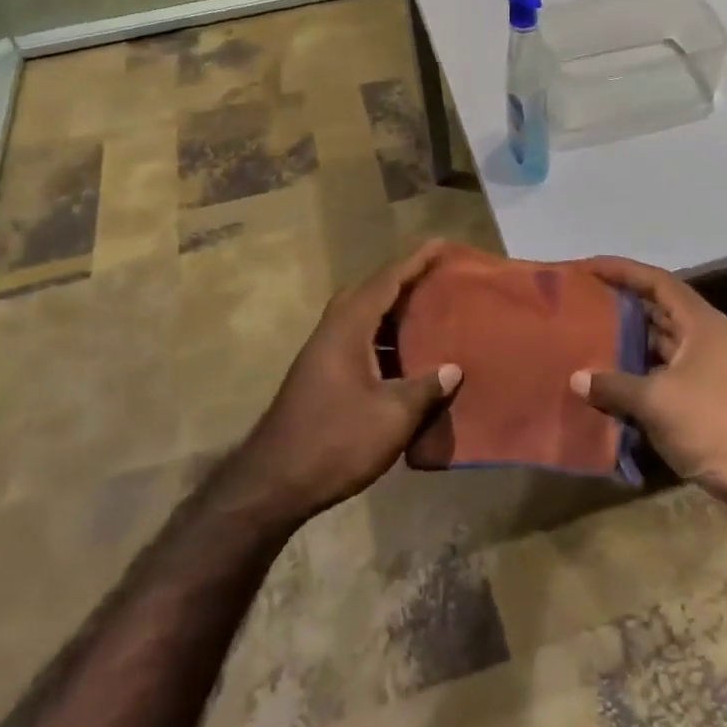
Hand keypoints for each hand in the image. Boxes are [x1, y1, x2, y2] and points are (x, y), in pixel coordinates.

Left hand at [229, 240, 461, 524]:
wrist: (272, 483)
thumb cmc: (335, 441)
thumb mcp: (392, 416)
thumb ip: (425, 388)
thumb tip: (453, 369)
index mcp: (348, 329)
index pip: (386, 281)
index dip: (414, 261)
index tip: (440, 243)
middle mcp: (332, 332)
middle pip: (368, 292)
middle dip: (401, 280)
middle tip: (435, 278)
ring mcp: (322, 354)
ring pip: (361, 317)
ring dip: (391, 311)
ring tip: (427, 314)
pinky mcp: (320, 376)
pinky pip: (357, 340)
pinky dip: (382, 339)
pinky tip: (404, 360)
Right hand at [570, 257, 726, 517]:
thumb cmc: (712, 424)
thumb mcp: (656, 401)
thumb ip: (613, 385)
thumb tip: (576, 379)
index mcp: (701, 323)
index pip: (657, 282)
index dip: (622, 270)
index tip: (588, 267)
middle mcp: (706, 338)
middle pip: (659, 309)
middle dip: (621, 305)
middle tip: (581, 303)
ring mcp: (708, 369)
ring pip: (660, 344)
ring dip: (627, 341)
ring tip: (587, 337)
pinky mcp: (704, 398)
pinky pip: (663, 373)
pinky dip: (637, 373)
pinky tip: (608, 381)